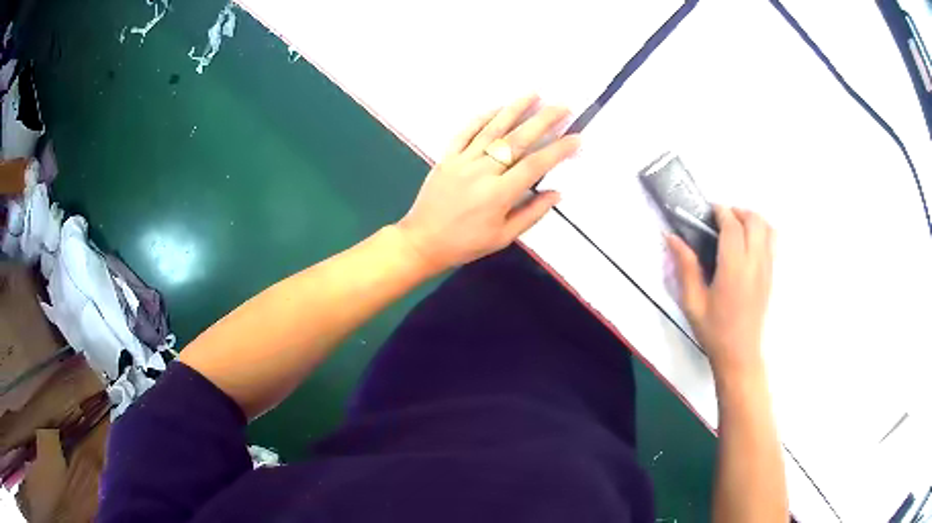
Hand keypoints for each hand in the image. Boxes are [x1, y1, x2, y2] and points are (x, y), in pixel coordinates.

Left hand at [396, 95, 579, 273]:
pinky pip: (465, 132)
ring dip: (515, 109)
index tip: (575, 138)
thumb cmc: (465, 244)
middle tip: (562, 106)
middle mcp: (482, 171)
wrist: (422, 241)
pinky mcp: (447, 157)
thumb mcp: (503, 238)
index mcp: (499, 194)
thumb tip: (556, 193)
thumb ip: (531, 214)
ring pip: (492, 129)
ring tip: (534, 94)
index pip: (536, 165)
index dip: (558, 150)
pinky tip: (497, 107)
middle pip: (518, 139)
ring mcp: (462, 161)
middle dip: (543, 120)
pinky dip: (482, 117)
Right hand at [668, 206, 774, 376]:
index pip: (733, 227)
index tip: (709, 210)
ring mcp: (767, 268)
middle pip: (755, 220)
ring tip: (737, 228)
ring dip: (752, 219)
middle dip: (738, 211)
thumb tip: (672, 237)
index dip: (721, 212)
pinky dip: (762, 232)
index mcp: (733, 269)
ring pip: (768, 228)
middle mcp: (754, 263)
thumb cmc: (714, 330)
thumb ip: (686, 266)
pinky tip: (748, 244)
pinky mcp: (771, 275)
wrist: (739, 354)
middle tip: (722, 219)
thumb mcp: (693, 301)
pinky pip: (772, 242)